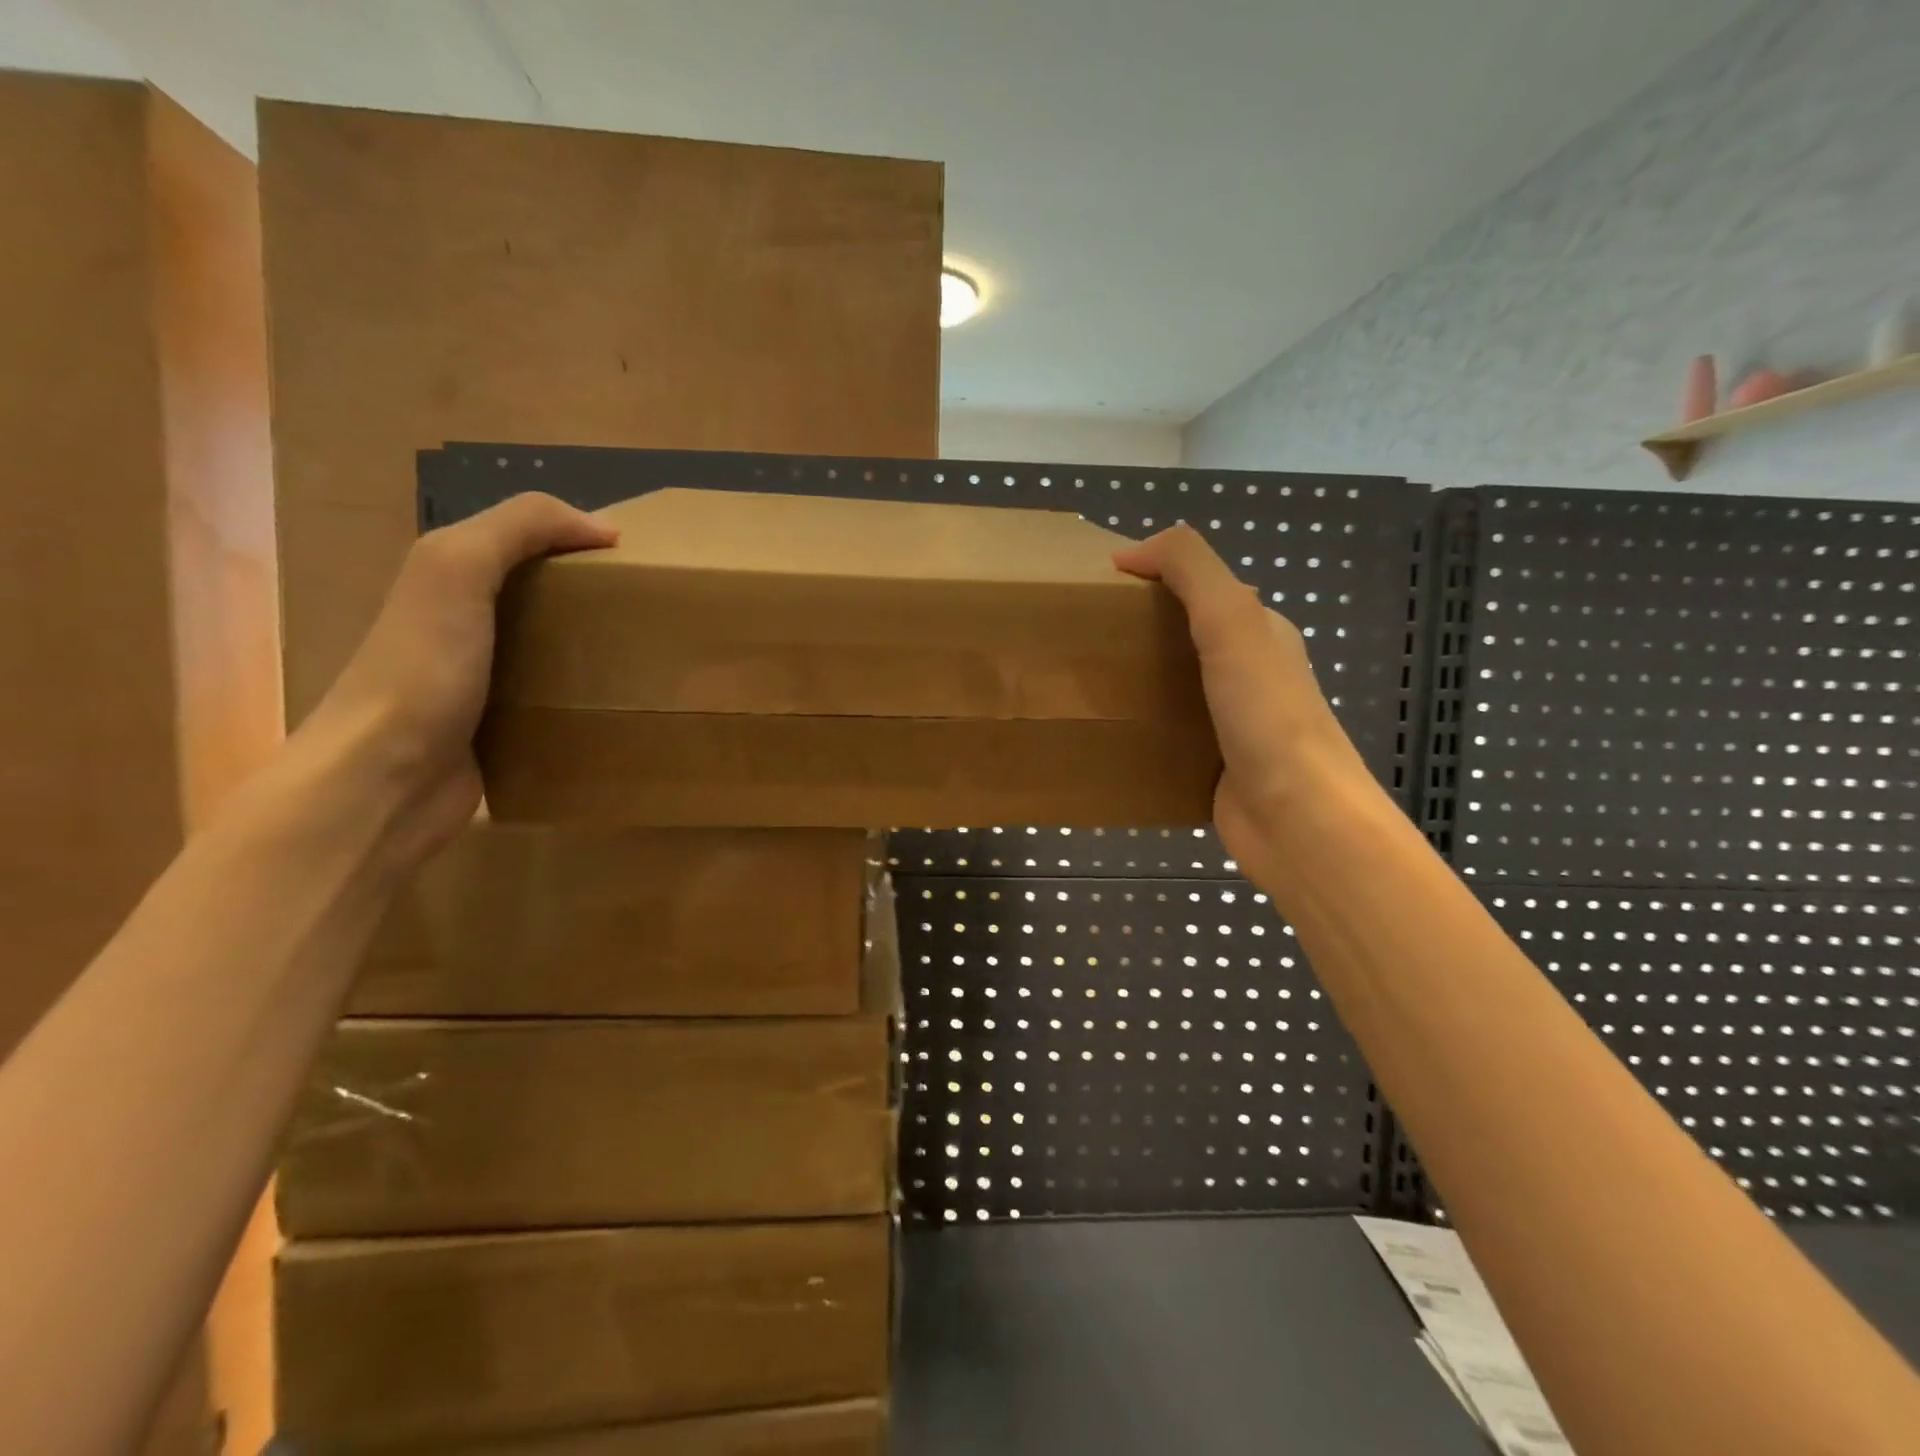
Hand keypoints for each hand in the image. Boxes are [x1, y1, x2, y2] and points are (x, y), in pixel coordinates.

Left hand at [300, 492, 616, 865]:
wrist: (385, 780)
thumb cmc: (422, 667)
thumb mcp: (456, 569)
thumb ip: (520, 528)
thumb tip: (604, 527)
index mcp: (449, 579)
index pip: (523, 540)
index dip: (574, 538)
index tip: (633, 559)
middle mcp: (464, 624)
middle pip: (540, 594)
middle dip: (591, 595)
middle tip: (646, 608)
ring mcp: (482, 681)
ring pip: (550, 648)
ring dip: (593, 648)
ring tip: (644, 653)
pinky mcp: (502, 728)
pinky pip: (553, 699)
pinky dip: (584, 696)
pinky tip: (617, 700)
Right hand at [1115, 525, 1369, 880]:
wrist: (1297, 818)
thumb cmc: (1266, 714)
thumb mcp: (1231, 620)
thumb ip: (1190, 569)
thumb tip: (1131, 551)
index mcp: (1259, 631)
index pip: (1200, 589)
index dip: (1153, 579)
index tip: (1097, 591)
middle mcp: (1248, 672)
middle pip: (1184, 637)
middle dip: (1136, 632)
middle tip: (1082, 639)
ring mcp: (1231, 722)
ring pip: (1173, 688)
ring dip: (1135, 681)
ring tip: (1085, 682)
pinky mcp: (1212, 765)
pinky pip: (1168, 734)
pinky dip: (1140, 727)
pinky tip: (1108, 731)